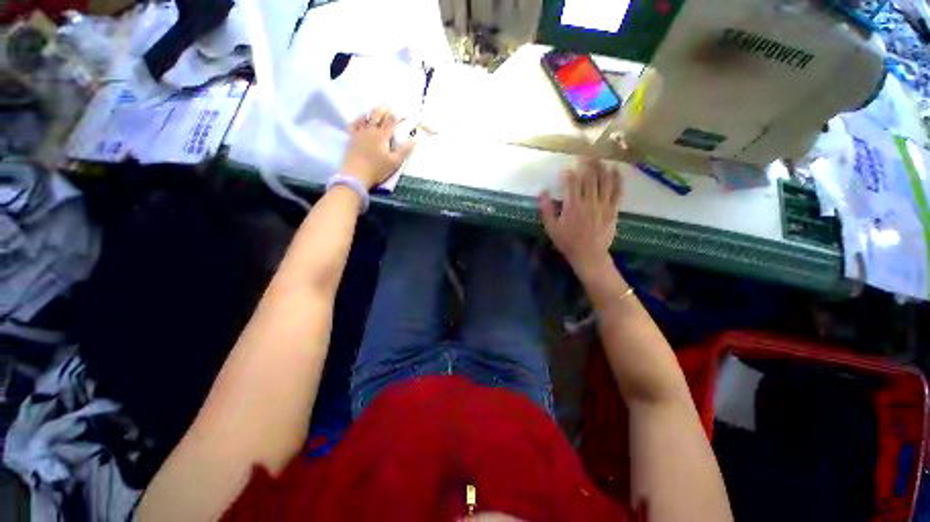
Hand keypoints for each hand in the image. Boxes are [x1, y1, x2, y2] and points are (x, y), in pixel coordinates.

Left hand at [341, 107, 414, 189]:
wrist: (356, 175)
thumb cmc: (377, 170)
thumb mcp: (394, 162)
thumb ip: (404, 150)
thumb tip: (414, 139)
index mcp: (383, 136)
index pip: (391, 122)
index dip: (396, 114)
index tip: (400, 109)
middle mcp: (371, 131)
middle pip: (378, 116)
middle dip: (384, 109)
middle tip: (388, 103)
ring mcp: (359, 133)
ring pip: (366, 117)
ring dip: (372, 111)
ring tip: (376, 107)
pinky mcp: (351, 138)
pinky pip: (354, 124)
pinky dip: (358, 119)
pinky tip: (360, 118)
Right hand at [539, 157, 621, 277]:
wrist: (589, 255)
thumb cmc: (567, 242)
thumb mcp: (551, 228)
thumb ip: (546, 209)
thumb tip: (541, 192)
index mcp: (572, 206)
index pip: (571, 184)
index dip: (569, 173)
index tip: (566, 167)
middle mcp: (588, 202)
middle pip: (589, 178)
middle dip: (586, 164)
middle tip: (585, 154)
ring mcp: (602, 205)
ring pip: (603, 181)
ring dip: (601, 167)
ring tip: (599, 157)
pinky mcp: (613, 210)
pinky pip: (617, 192)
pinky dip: (617, 179)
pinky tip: (615, 170)